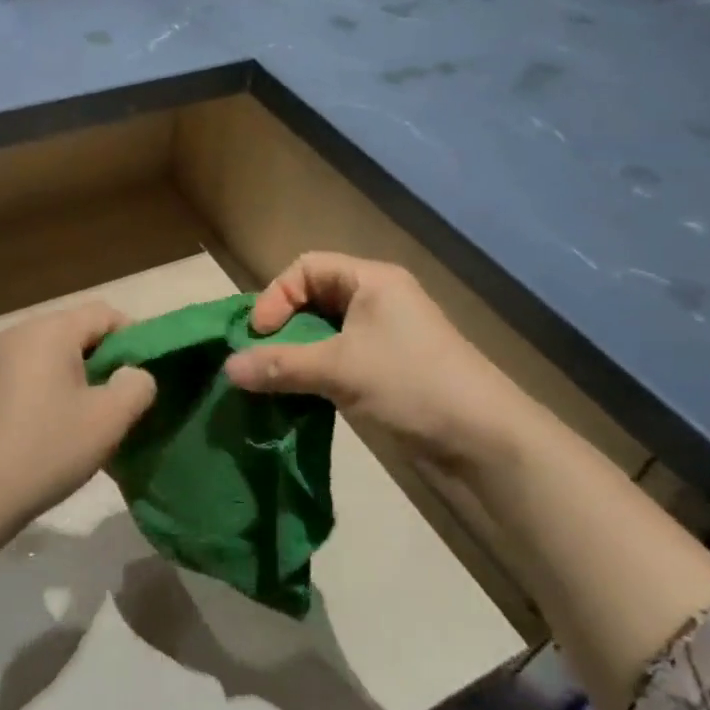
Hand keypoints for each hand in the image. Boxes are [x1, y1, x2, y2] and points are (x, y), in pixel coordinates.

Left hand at [0, 302, 156, 527]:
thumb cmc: (48, 449)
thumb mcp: (110, 419)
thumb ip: (136, 385)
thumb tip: (132, 373)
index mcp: (48, 332)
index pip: (103, 313)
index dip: (131, 337)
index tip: (141, 374)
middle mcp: (13, 335)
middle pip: (70, 331)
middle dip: (98, 358)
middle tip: (114, 398)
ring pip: (41, 355)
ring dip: (66, 376)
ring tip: (78, 416)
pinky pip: (15, 379)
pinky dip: (35, 392)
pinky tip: (37, 431)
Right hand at [222, 253, 552, 476]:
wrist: (482, 441)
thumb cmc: (411, 384)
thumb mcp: (340, 369)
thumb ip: (280, 365)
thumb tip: (227, 369)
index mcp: (371, 281)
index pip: (307, 268)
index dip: (276, 296)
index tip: (259, 335)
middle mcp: (376, 301)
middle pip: (312, 299)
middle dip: (281, 327)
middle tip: (258, 360)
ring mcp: (382, 338)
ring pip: (322, 334)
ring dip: (294, 355)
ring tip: (270, 381)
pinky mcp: (384, 371)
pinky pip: (336, 361)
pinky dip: (312, 374)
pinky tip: (295, 397)